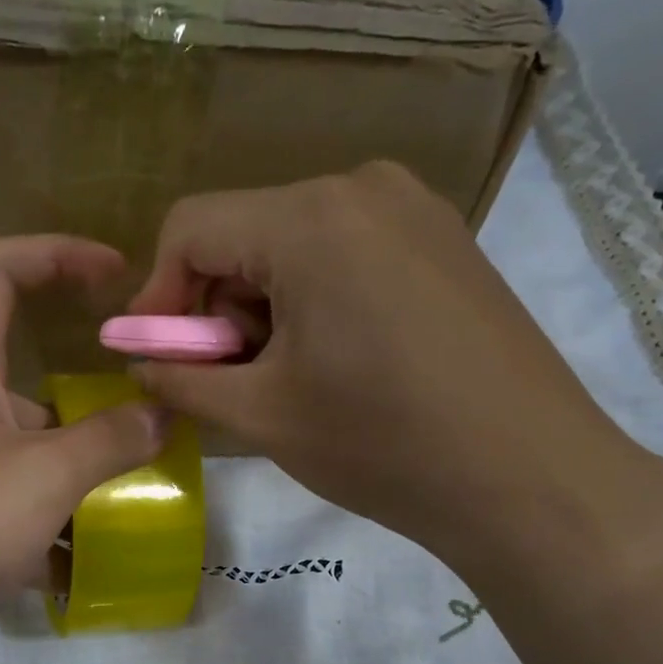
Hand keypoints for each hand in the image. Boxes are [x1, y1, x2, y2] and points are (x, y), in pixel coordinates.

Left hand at [0, 236, 168, 663]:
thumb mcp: (42, 476)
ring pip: (31, 458)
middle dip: (93, 406)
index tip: (116, 275)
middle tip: (152, 430)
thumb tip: (159, 413)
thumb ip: (108, 440)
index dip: (56, 254)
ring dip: (81, 479)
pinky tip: (97, 567)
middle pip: (31, 383)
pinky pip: (19, 516)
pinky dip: (55, 535)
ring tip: (141, 505)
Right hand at [126, 161, 662, 588]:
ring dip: (264, 311)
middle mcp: (362, 188)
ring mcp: (413, 209)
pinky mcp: (443, 242)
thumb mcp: (260, 415)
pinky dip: (314, 304)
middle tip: (230, 383)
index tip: (159, 360)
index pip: (190, 228)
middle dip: (217, 310)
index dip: (157, 297)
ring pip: (293, 247)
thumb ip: (180, 378)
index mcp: (309, 219)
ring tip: (287, 382)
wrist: (525, 475)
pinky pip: (346, 255)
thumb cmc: (380, 443)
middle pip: (244, 234)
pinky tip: (337, 364)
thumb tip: (137, 359)